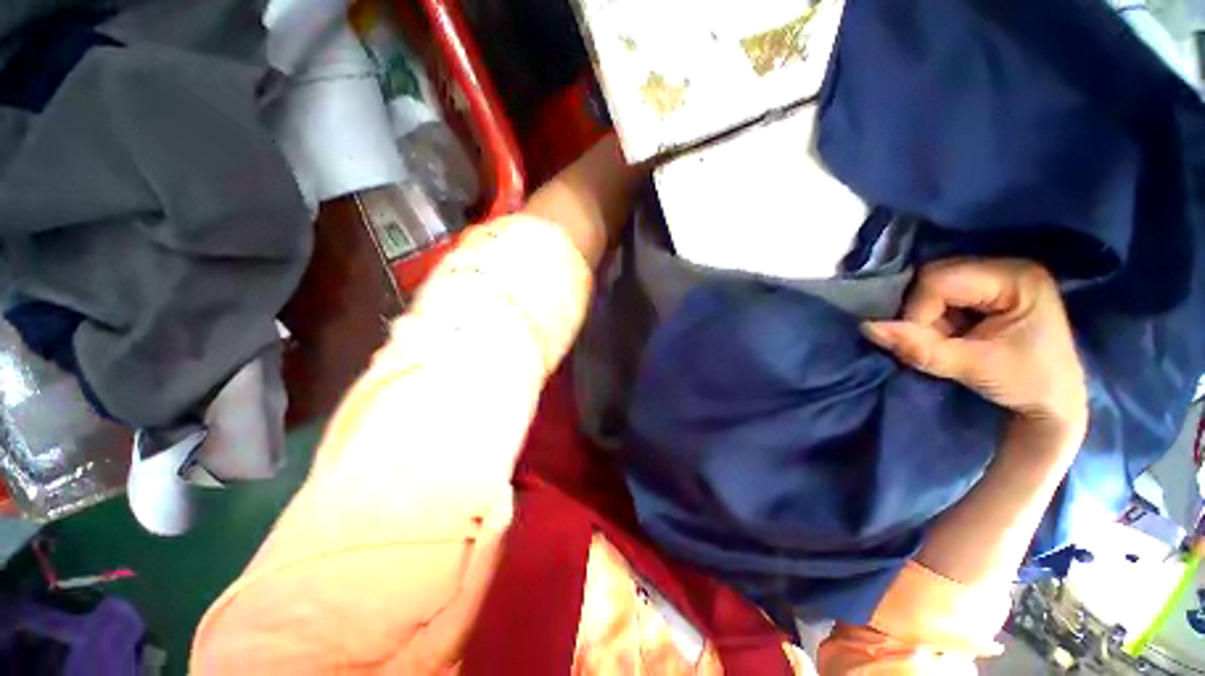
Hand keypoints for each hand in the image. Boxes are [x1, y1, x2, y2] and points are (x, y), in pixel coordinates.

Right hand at [862, 258, 1087, 443]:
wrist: (1053, 403)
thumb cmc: (1026, 384)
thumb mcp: (974, 368)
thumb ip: (920, 348)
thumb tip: (866, 327)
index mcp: (1016, 278)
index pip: (939, 281)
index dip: (918, 312)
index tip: (925, 346)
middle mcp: (1005, 267)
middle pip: (933, 278)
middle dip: (921, 314)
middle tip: (936, 344)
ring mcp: (995, 276)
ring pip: (931, 287)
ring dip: (925, 318)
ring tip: (946, 342)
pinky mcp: (986, 289)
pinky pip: (938, 295)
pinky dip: (932, 318)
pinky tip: (949, 335)